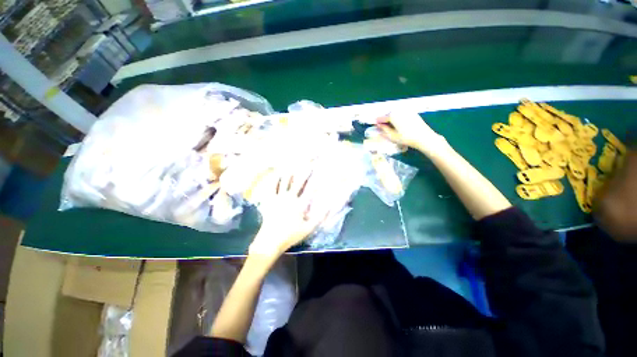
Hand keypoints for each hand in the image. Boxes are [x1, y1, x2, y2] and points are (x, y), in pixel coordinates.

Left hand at [249, 168, 327, 257]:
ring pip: (284, 181)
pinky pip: (272, 187)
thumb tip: (330, 206)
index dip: (317, 180)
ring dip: (290, 171)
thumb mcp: (309, 228)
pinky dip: (275, 179)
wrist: (270, 241)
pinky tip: (276, 173)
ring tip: (293, 161)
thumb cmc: (291, 235)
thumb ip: (320, 217)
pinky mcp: (269, 200)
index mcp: (299, 204)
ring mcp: (278, 197)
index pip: (310, 189)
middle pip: (298, 181)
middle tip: (308, 161)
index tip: (322, 172)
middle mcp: (289, 197)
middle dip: (304, 171)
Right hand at [376, 111, 447, 154]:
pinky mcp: (412, 112)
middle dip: (384, 119)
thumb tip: (378, 125)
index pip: (382, 117)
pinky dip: (397, 117)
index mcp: (393, 115)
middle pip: (388, 114)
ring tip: (388, 125)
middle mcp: (399, 110)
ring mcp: (407, 110)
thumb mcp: (392, 136)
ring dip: (390, 117)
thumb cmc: (406, 138)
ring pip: (395, 113)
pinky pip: (401, 113)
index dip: (377, 121)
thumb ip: (384, 129)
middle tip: (380, 125)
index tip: (373, 124)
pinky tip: (397, 123)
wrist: (424, 137)